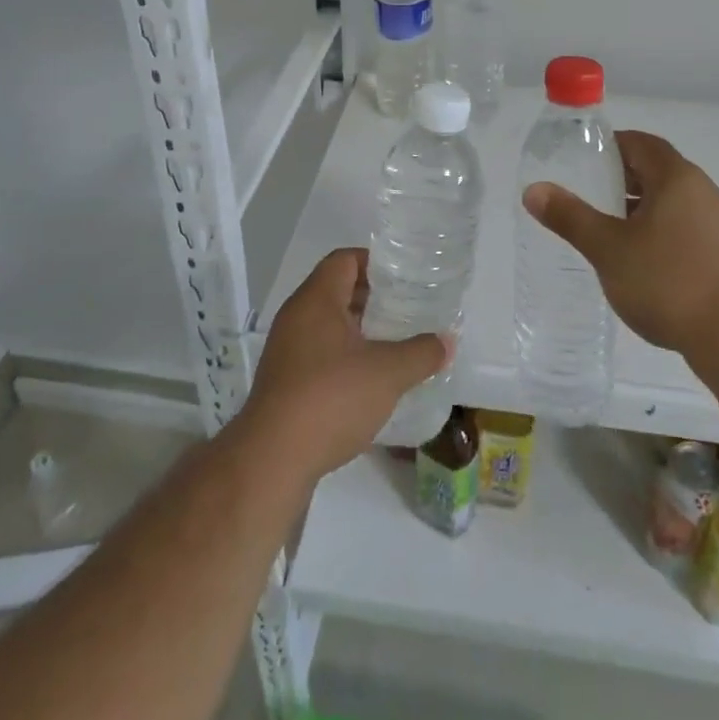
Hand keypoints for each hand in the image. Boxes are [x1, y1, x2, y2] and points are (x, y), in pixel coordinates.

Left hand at [241, 248, 450, 482]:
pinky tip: (370, 380)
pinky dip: (345, 356)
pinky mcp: (284, 381)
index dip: (376, 263)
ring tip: (395, 344)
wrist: (272, 460)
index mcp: (316, 299)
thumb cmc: (331, 398)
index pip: (345, 259)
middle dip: (373, 298)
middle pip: (337, 290)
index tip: (405, 279)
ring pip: (328, 324)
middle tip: (408, 310)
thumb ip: (421, 353)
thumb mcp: (387, 373)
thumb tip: (446, 342)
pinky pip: (319, 353)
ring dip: (360, 330)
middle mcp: (296, 316)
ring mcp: (287, 350)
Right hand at [522, 130, 718, 359]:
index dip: (612, 145)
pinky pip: (687, 228)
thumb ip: (570, 217)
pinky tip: (643, 262)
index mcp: (676, 178)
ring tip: (610, 230)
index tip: (584, 159)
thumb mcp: (608, 248)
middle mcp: (704, 191)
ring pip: (673, 202)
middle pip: (658, 171)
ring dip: (642, 208)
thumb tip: (533, 190)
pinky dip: (661, 231)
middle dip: (623, 179)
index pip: (642, 144)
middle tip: (589, 194)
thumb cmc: (668, 281)